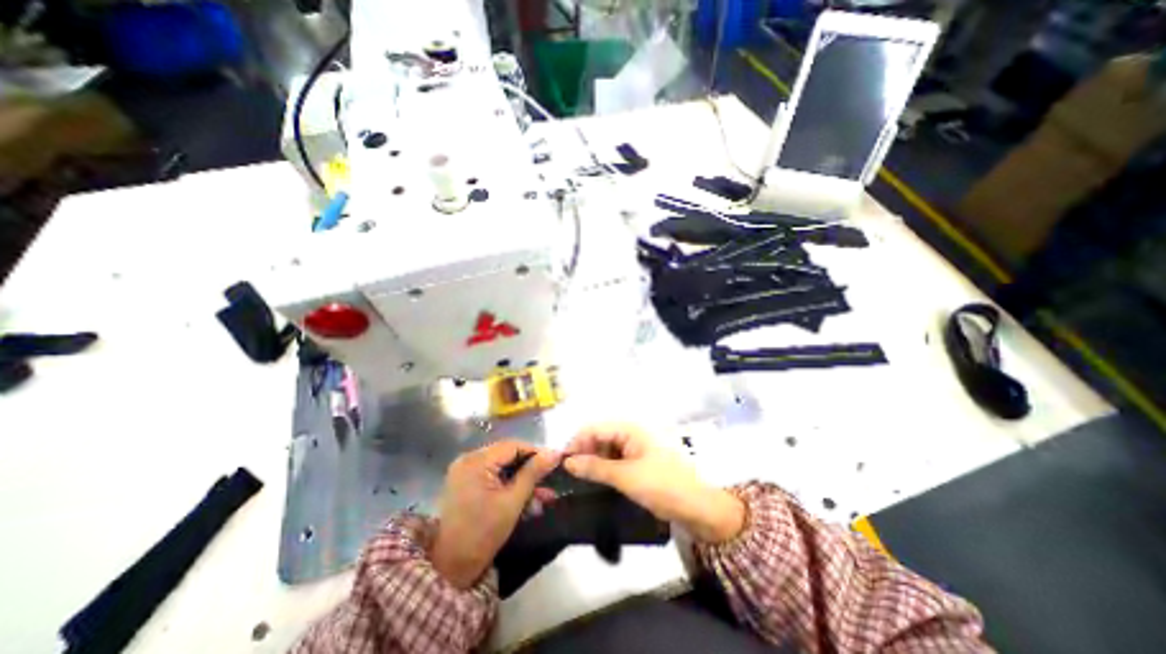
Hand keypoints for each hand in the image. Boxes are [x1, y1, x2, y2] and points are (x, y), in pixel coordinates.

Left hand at [429, 439, 556, 587]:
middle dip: (530, 469)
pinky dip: (510, 485)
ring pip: (503, 466)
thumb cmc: (483, 533)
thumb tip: (555, 452)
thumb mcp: (513, 501)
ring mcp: (466, 470)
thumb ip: (534, 473)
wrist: (450, 567)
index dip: (536, 453)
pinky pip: (494, 475)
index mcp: (476, 461)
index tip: (554, 464)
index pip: (513, 445)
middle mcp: (469, 459)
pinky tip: (526, 499)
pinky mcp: (467, 482)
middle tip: (550, 482)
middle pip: (508, 455)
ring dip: (522, 480)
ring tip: (543, 496)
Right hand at [562, 420, 742, 542]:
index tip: (562, 463)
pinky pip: (615, 461)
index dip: (577, 442)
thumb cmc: (662, 485)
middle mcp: (632, 434)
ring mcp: (636, 449)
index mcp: (630, 429)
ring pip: (606, 450)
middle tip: (570, 476)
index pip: (595, 428)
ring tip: (580, 481)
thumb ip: (595, 468)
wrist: (698, 508)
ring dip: (593, 462)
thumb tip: (568, 462)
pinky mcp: (639, 464)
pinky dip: (604, 470)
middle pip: (600, 437)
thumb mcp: (625, 477)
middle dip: (584, 453)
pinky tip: (596, 483)